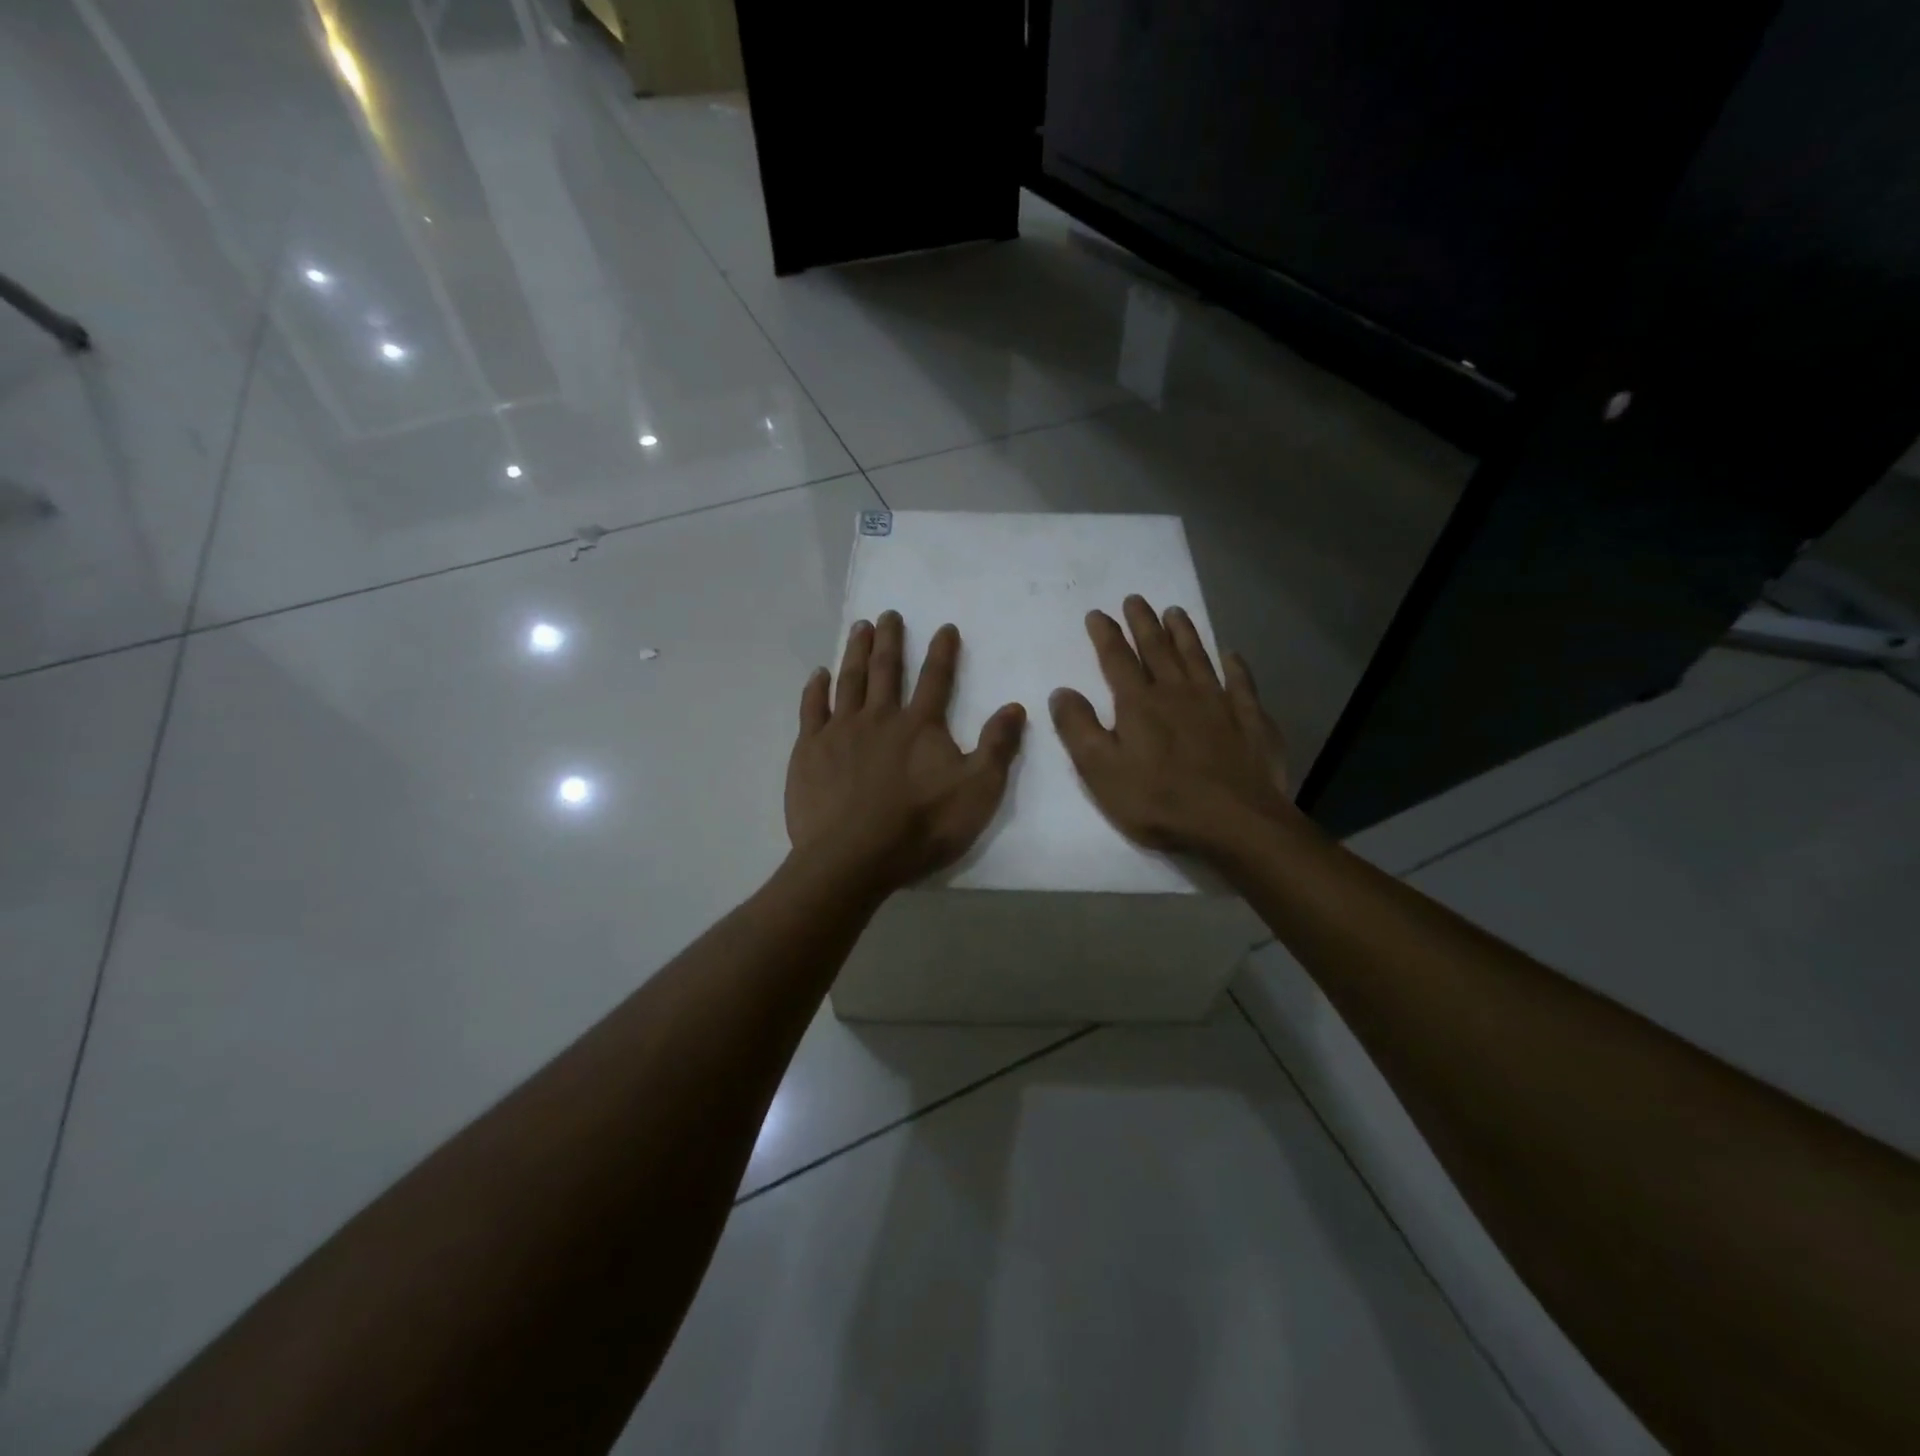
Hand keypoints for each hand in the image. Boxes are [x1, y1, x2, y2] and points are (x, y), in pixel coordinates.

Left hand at [786, 611, 1025, 893]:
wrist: (854, 857)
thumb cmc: (922, 827)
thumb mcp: (977, 791)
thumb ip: (997, 747)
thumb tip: (1015, 706)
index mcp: (921, 725)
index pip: (936, 678)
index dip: (942, 651)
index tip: (944, 626)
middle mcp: (880, 717)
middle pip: (886, 669)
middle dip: (890, 639)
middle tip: (888, 614)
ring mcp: (841, 731)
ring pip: (850, 680)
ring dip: (856, 651)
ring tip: (860, 627)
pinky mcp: (810, 750)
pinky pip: (812, 709)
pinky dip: (816, 688)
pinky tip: (818, 673)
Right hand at [1049, 595, 1294, 863]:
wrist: (1234, 821)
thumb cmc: (1159, 800)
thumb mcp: (1101, 770)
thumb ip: (1078, 729)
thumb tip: (1062, 691)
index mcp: (1139, 704)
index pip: (1117, 659)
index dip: (1106, 634)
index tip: (1097, 614)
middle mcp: (1177, 692)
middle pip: (1157, 649)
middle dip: (1144, 623)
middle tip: (1136, 599)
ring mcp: (1218, 702)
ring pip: (1197, 657)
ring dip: (1184, 633)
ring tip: (1175, 611)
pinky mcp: (1249, 719)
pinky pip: (1241, 683)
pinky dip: (1235, 665)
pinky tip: (1231, 654)